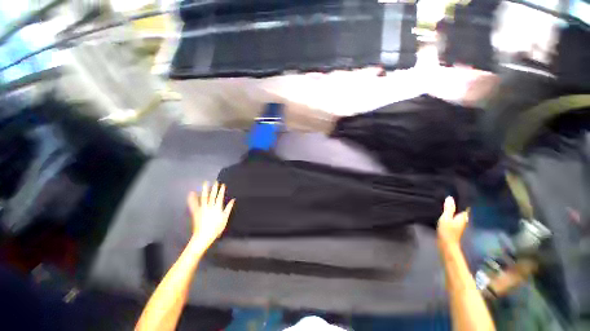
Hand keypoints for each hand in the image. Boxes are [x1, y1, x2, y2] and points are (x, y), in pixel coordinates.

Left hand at [187, 181, 234, 249]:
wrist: (204, 236)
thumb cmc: (216, 228)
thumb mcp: (225, 218)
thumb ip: (229, 208)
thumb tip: (233, 200)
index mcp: (217, 207)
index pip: (220, 197)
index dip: (221, 190)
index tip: (222, 184)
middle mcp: (210, 206)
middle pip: (212, 195)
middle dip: (214, 188)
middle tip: (215, 181)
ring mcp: (202, 208)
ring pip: (204, 197)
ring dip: (205, 189)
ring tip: (205, 183)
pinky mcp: (196, 212)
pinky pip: (194, 204)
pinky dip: (192, 198)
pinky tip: (191, 193)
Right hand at [437, 196, 467, 246]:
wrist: (446, 245)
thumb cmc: (447, 231)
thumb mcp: (446, 218)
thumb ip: (449, 208)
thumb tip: (450, 197)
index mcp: (463, 216)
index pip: (466, 205)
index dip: (463, 199)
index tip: (457, 192)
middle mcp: (463, 219)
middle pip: (461, 209)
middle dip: (457, 203)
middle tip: (448, 194)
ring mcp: (459, 223)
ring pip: (457, 213)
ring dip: (452, 208)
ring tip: (444, 201)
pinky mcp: (454, 226)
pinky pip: (453, 217)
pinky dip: (449, 213)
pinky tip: (443, 211)